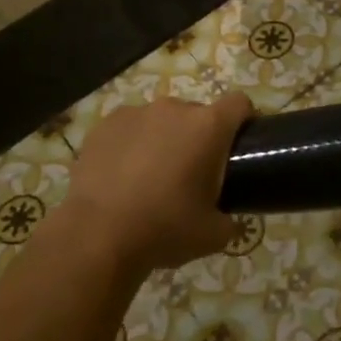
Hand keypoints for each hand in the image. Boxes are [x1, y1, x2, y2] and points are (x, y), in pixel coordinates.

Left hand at [60, 93, 254, 273]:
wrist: (96, 236)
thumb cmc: (165, 228)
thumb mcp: (214, 235)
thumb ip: (230, 220)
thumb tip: (229, 220)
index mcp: (209, 127)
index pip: (240, 104)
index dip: (244, 121)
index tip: (238, 147)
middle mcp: (174, 109)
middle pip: (198, 114)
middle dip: (199, 137)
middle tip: (191, 174)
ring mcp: (135, 113)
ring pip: (161, 120)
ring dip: (164, 139)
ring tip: (150, 176)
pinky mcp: (104, 125)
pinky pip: (129, 128)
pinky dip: (131, 145)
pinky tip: (121, 176)